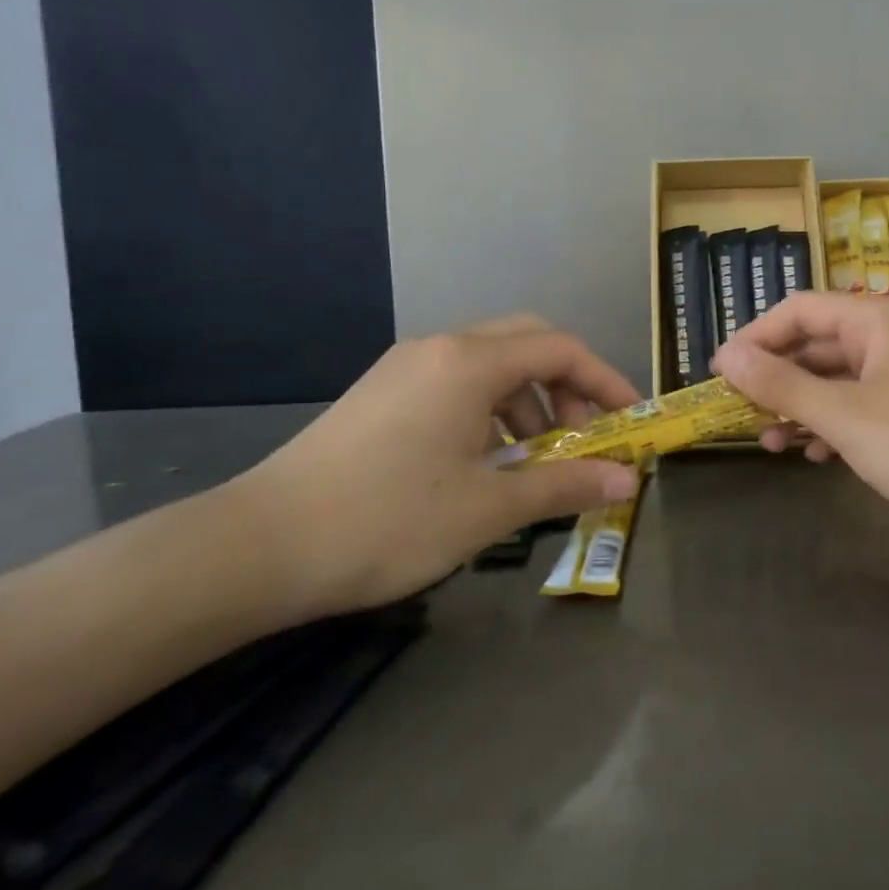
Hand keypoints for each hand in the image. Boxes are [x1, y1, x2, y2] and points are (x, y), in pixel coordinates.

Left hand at [234, 315, 640, 617]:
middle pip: (528, 342)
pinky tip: (484, 461)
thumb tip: (627, 481)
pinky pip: (457, 382)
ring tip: (533, 460)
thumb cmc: (386, 521)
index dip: (606, 381)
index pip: (561, 349)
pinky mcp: (383, 393)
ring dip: (528, 400)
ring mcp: (405, 368)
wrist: (258, 547)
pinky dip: (490, 410)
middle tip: (582, 437)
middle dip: (568, 385)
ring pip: (490, 363)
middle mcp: (439, 349)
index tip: (630, 421)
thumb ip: (564, 485)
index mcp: (469, 363)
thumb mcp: (487, 508)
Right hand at [712, 293, 888, 532]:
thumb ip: (783, 385)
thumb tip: (728, 357)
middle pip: (818, 344)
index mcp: (878, 320)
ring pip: (839, 380)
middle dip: (777, 377)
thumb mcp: (845, 416)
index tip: (720, 372)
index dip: (756, 337)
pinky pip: (863, 407)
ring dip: (801, 407)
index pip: (800, 310)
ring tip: (767, 441)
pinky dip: (834, 426)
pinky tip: (813, 455)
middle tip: (738, 411)